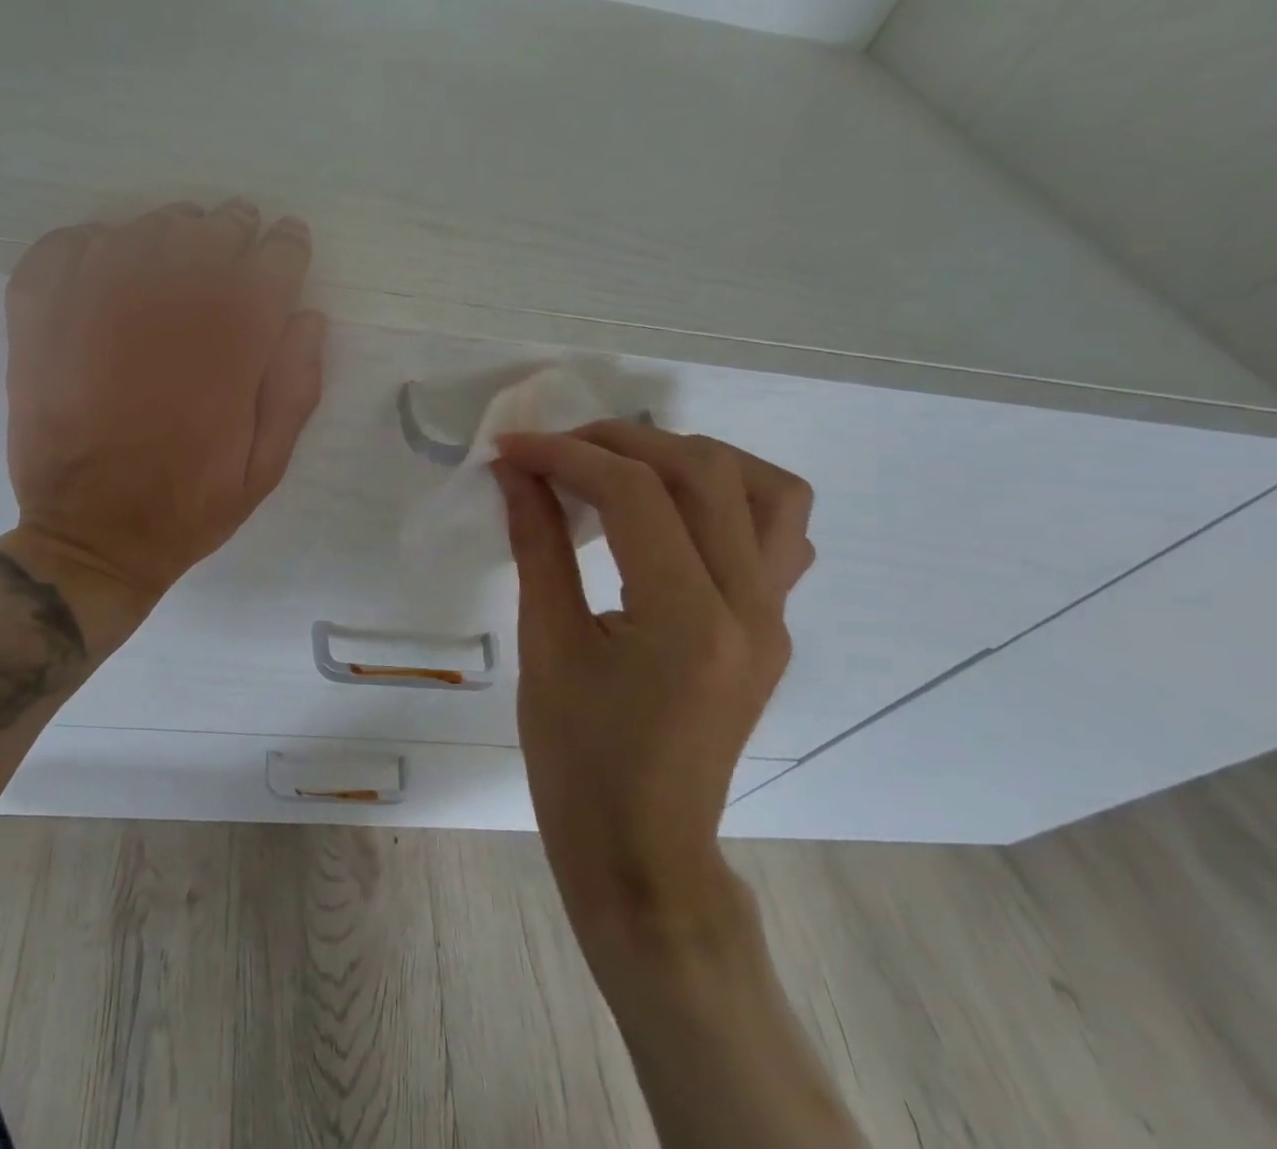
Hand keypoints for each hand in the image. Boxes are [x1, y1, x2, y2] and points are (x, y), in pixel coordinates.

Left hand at [0, 200, 326, 616]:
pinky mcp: (40, 313)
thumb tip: (307, 316)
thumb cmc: (188, 504)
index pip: (273, 261)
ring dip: (175, 230)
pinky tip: (108, 265)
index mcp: (230, 345)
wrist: (89, 536)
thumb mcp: (267, 466)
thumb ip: (296, 386)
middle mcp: (166, 307)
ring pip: (147, 227)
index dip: (287, 246)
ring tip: (182, 250)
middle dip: (236, 229)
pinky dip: (94, 242)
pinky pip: (68, 245)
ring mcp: (95, 302)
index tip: (288, 244)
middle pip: (212, 231)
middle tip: (238, 241)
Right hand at [492, 424, 814, 949]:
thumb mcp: (545, 645)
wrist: (642, 850)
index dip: (565, 455)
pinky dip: (728, 498)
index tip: (511, 448)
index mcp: (686, 620)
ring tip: (626, 466)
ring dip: (691, 457)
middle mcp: (750, 607)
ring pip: (767, 489)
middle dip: (620, 441)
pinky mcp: (773, 628)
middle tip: (556, 451)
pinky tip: (673, 515)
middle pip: (704, 471)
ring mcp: (774, 618)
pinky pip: (778, 534)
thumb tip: (514, 472)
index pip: (635, 494)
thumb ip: (537, 544)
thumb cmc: (578, 760)